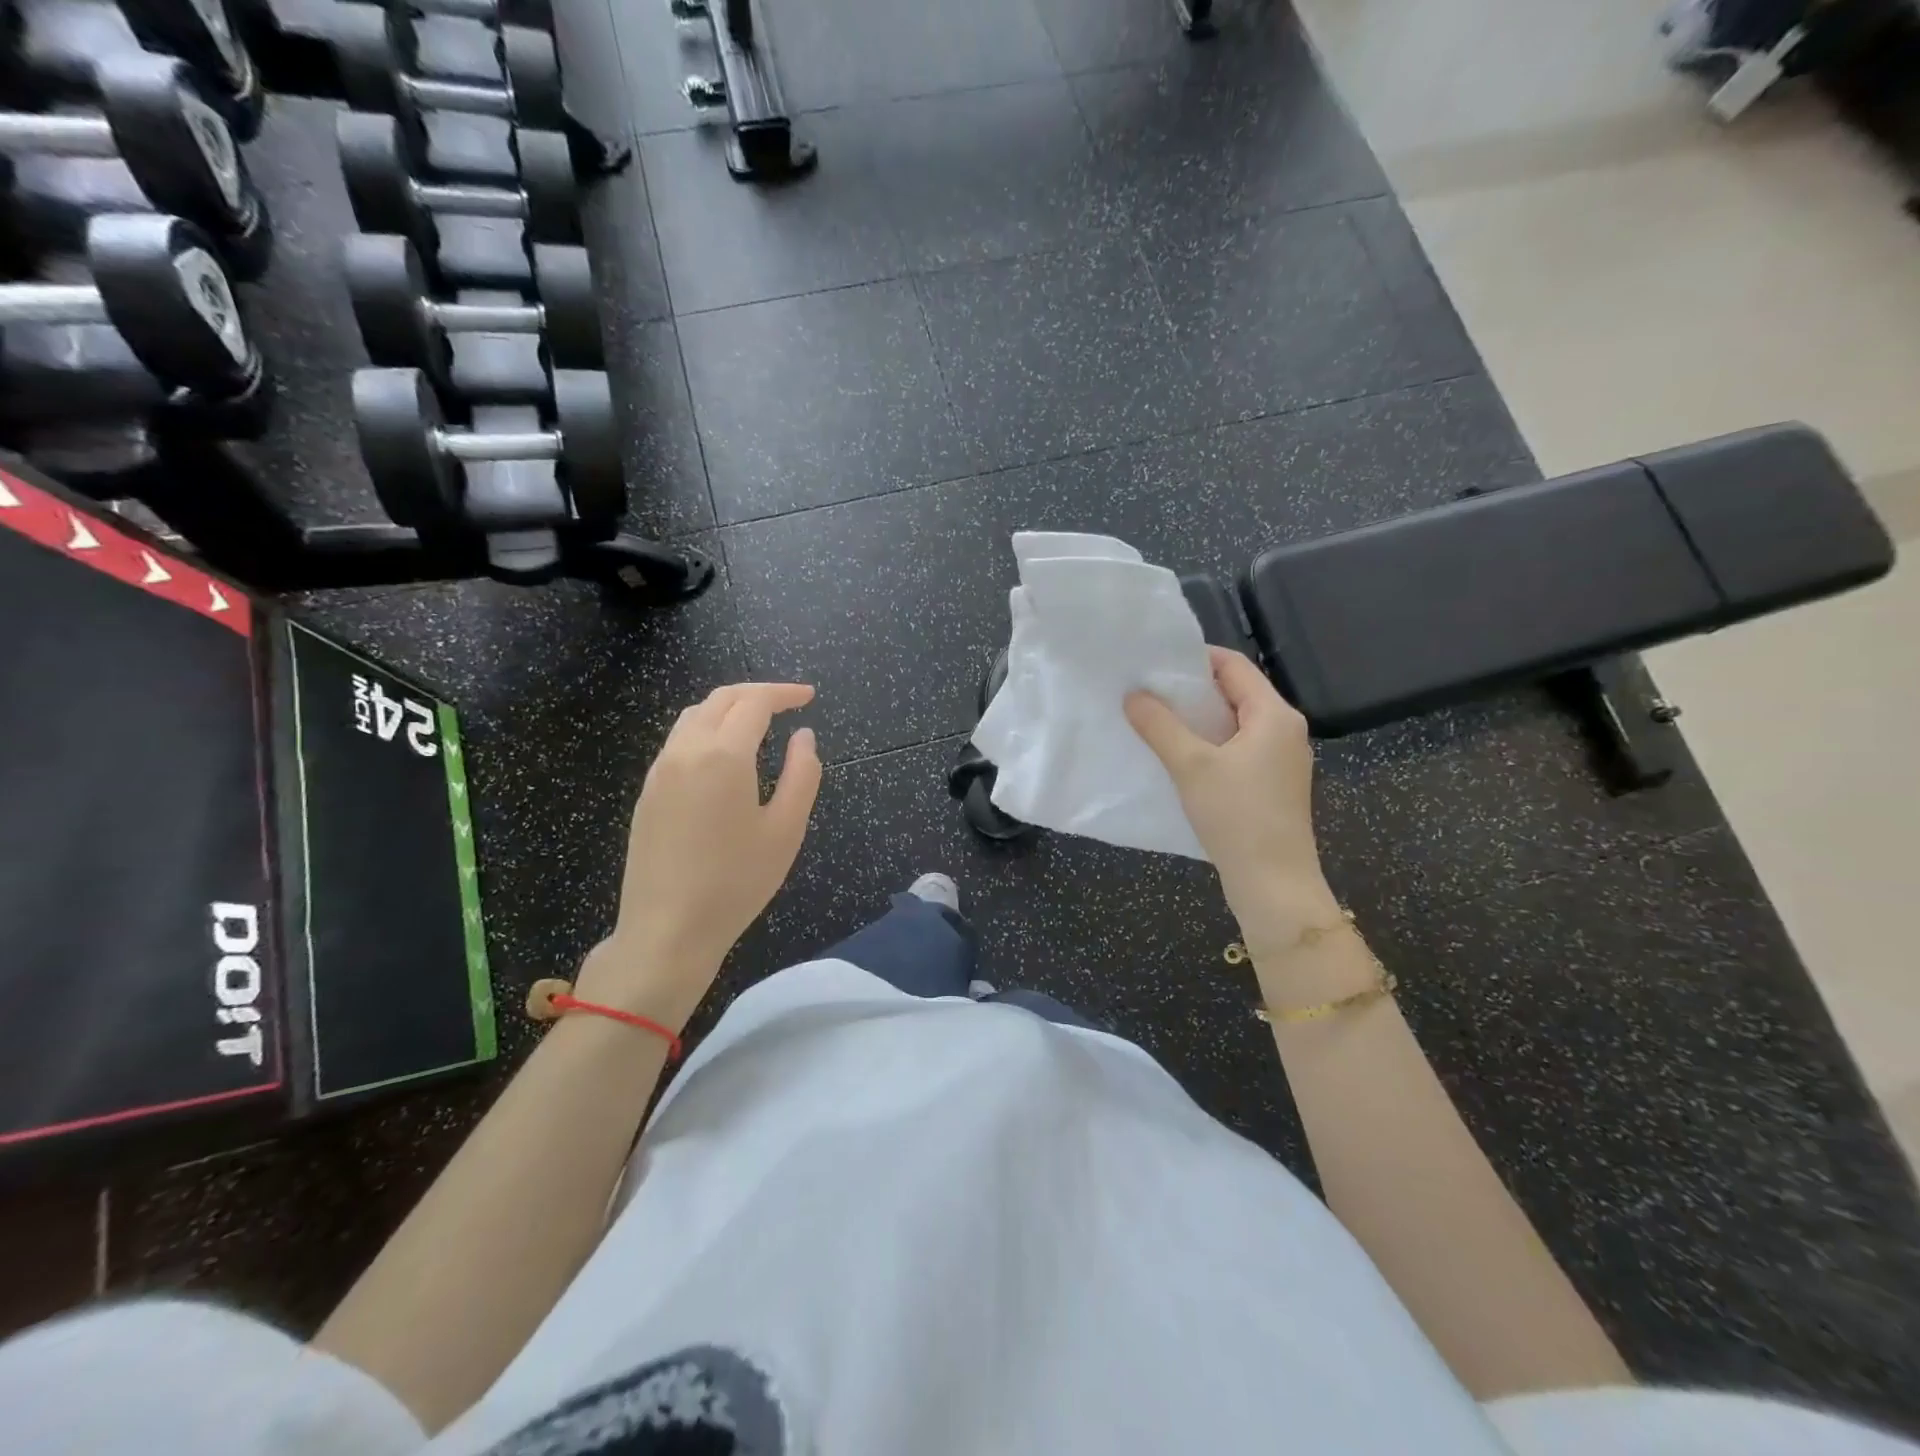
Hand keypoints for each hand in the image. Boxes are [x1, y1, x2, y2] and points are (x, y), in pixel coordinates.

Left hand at [579, 682, 821, 1028]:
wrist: (667, 929)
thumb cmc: (736, 882)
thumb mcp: (787, 830)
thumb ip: (803, 774)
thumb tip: (804, 736)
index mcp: (724, 755)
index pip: (755, 702)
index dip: (784, 693)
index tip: (809, 697)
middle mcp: (686, 750)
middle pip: (721, 699)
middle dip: (757, 693)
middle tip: (788, 704)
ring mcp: (660, 770)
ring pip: (694, 716)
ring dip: (728, 708)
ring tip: (758, 723)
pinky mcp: (648, 791)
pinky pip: (679, 740)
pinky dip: (707, 728)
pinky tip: (724, 755)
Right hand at [1125, 649, 1337, 947]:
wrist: (1273, 883)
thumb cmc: (1236, 816)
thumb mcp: (1190, 765)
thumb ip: (1160, 726)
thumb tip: (1133, 694)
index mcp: (1275, 715)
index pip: (1234, 665)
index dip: (1195, 658)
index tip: (1156, 663)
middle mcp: (1285, 730)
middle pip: (1236, 692)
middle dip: (1192, 689)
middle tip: (1149, 690)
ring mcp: (1282, 759)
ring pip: (1236, 723)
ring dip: (1199, 719)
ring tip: (1157, 720)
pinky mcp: (1273, 784)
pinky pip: (1239, 748)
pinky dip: (1210, 744)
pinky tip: (1180, 756)